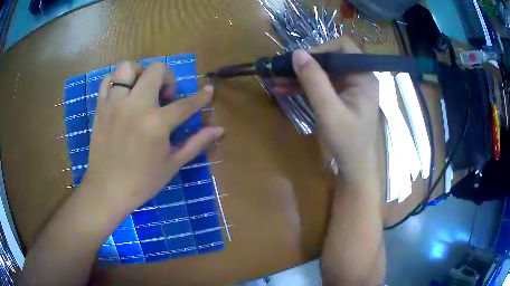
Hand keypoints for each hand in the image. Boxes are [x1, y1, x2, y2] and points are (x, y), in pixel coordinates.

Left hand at [83, 62, 223, 210]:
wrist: (107, 190)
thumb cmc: (142, 182)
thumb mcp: (172, 164)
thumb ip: (196, 143)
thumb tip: (220, 129)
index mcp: (157, 123)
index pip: (186, 104)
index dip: (201, 97)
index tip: (207, 90)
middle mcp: (136, 106)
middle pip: (156, 70)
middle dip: (167, 77)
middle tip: (165, 96)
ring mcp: (115, 104)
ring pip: (128, 68)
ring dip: (140, 74)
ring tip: (141, 90)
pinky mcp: (101, 107)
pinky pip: (108, 80)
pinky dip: (118, 81)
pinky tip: (123, 94)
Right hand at [275, 37, 378, 182]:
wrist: (354, 167)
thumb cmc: (347, 141)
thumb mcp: (329, 111)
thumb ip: (314, 81)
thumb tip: (297, 53)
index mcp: (363, 76)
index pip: (343, 47)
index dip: (321, 48)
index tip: (301, 60)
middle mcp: (358, 77)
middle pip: (330, 58)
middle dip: (305, 64)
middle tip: (281, 70)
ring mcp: (349, 87)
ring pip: (323, 72)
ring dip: (300, 75)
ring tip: (276, 79)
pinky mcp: (341, 97)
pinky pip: (321, 85)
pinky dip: (304, 86)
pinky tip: (284, 89)